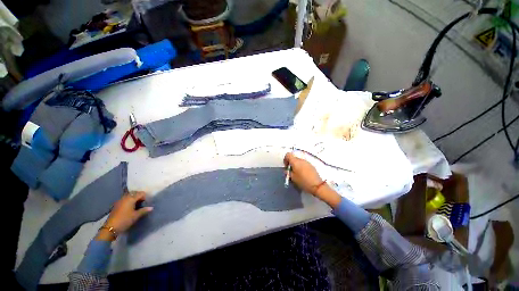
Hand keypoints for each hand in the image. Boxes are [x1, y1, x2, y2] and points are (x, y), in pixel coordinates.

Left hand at [96, 191, 152, 240]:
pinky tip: (130, 207)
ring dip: (134, 198)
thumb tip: (151, 208)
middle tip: (142, 203)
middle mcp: (125, 197)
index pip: (141, 193)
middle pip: (134, 193)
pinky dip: (129, 201)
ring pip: (129, 196)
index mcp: (130, 198)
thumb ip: (144, 210)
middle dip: (139, 196)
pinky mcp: (116, 205)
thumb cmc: (125, 220)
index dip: (145, 197)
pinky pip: (125, 199)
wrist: (110, 227)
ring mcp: (119, 201)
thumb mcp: (136, 216)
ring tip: (137, 205)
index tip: (146, 203)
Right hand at [284, 152, 323, 194]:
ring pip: (299, 161)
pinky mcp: (311, 165)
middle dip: (291, 163)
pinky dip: (301, 167)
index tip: (286, 166)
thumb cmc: (303, 181)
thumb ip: (288, 172)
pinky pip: (304, 164)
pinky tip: (303, 174)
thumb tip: (287, 170)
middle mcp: (301, 160)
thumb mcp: (292, 178)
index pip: (288, 155)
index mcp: (295, 161)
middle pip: (294, 158)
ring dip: (296, 165)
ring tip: (297, 174)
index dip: (285, 159)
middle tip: (291, 171)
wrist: (317, 185)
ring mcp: (307, 162)